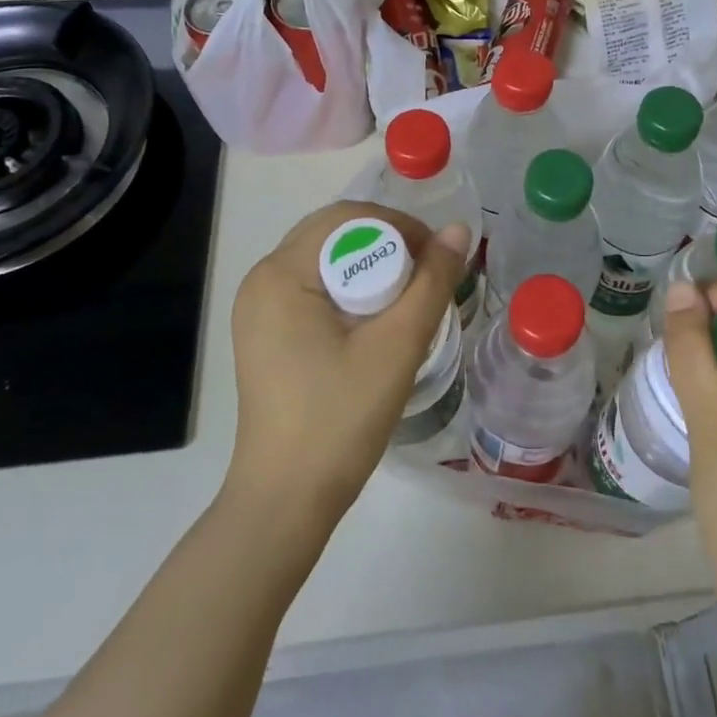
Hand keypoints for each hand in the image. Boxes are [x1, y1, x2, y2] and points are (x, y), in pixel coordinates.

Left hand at [225, 200, 470, 528]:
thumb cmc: (341, 417)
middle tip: (426, 278)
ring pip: (326, 260)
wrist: (287, 499)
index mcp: (281, 273)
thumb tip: (458, 230)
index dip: (400, 227)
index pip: (348, 218)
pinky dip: (350, 289)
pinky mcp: (265, 332)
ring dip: (371, 266)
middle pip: (334, 233)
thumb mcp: (398, 345)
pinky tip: (374, 321)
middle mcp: (261, 279)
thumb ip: (432, 282)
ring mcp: (258, 308)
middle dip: (387, 244)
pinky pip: (313, 287)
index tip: (437, 259)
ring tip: (407, 299)